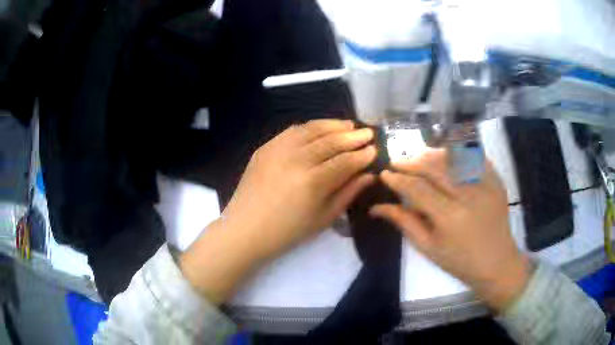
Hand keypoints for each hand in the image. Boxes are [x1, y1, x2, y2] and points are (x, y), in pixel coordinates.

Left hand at [181, 120, 376, 303]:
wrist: (246, 229)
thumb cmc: (288, 231)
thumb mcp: (324, 218)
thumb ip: (348, 193)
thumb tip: (369, 175)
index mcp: (313, 182)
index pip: (345, 161)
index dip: (362, 155)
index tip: (375, 149)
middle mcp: (296, 159)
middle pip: (331, 141)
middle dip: (353, 136)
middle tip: (368, 132)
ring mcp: (278, 150)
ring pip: (312, 130)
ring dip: (333, 125)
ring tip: (349, 125)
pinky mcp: (266, 147)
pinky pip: (292, 131)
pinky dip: (310, 127)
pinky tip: (321, 128)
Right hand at [370, 149, 529, 311]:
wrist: (497, 262)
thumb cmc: (460, 261)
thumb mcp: (428, 248)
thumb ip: (405, 222)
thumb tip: (378, 207)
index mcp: (449, 218)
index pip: (417, 188)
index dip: (398, 179)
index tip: (385, 174)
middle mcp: (468, 195)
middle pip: (434, 167)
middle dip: (412, 161)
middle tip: (398, 162)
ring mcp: (485, 184)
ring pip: (453, 157)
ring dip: (432, 154)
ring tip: (418, 157)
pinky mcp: (496, 180)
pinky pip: (474, 157)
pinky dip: (458, 152)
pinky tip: (446, 156)